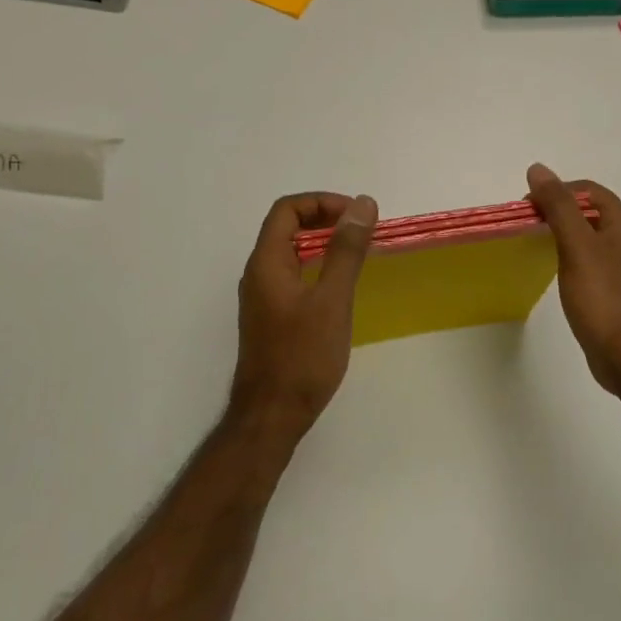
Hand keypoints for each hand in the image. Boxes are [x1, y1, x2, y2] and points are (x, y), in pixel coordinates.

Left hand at [233, 191, 377, 441]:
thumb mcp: (332, 299)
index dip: (321, 202)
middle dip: (325, 218)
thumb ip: (346, 250)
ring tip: (357, 252)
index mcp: (266, 262)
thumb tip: (361, 204)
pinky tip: (340, 285)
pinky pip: (292, 274)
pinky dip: (317, 265)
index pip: (287, 210)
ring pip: (290, 251)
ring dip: (322, 242)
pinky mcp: (271, 317)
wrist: (272, 417)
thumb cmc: (302, 356)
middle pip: (286, 227)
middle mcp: (258, 274)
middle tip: (361, 230)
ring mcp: (262, 297)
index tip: (355, 215)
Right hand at [526, 164, 620, 400]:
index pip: (587, 190)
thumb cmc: (601, 295)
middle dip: (557, 210)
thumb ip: (558, 206)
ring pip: (588, 235)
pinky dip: (570, 254)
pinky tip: (555, 268)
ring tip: (536, 243)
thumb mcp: (576, 245)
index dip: (557, 190)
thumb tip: (538, 169)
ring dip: (563, 232)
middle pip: (588, 210)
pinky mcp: (615, 287)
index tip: (528, 206)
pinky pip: (590, 258)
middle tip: (528, 223)